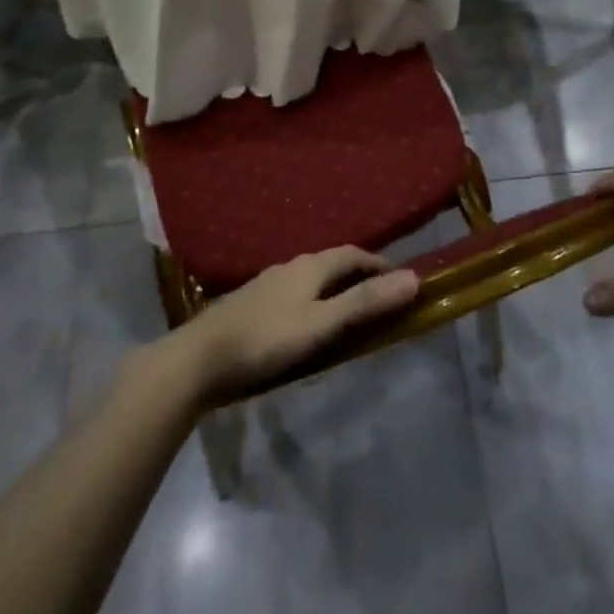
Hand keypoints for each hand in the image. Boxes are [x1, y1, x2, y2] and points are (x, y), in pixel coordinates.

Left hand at [161, 247, 419, 405]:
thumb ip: (365, 302)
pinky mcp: (252, 305)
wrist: (199, 358)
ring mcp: (268, 285)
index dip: (379, 264)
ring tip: (349, 313)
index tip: (401, 282)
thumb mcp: (322, 325)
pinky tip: (308, 325)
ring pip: (311, 279)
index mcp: (310, 266)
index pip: (353, 254)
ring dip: (335, 290)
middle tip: (380, 299)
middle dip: (359, 275)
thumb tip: (413, 278)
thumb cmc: (266, 340)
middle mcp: (290, 266)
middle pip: (332, 264)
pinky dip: (313, 302)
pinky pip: (294, 295)